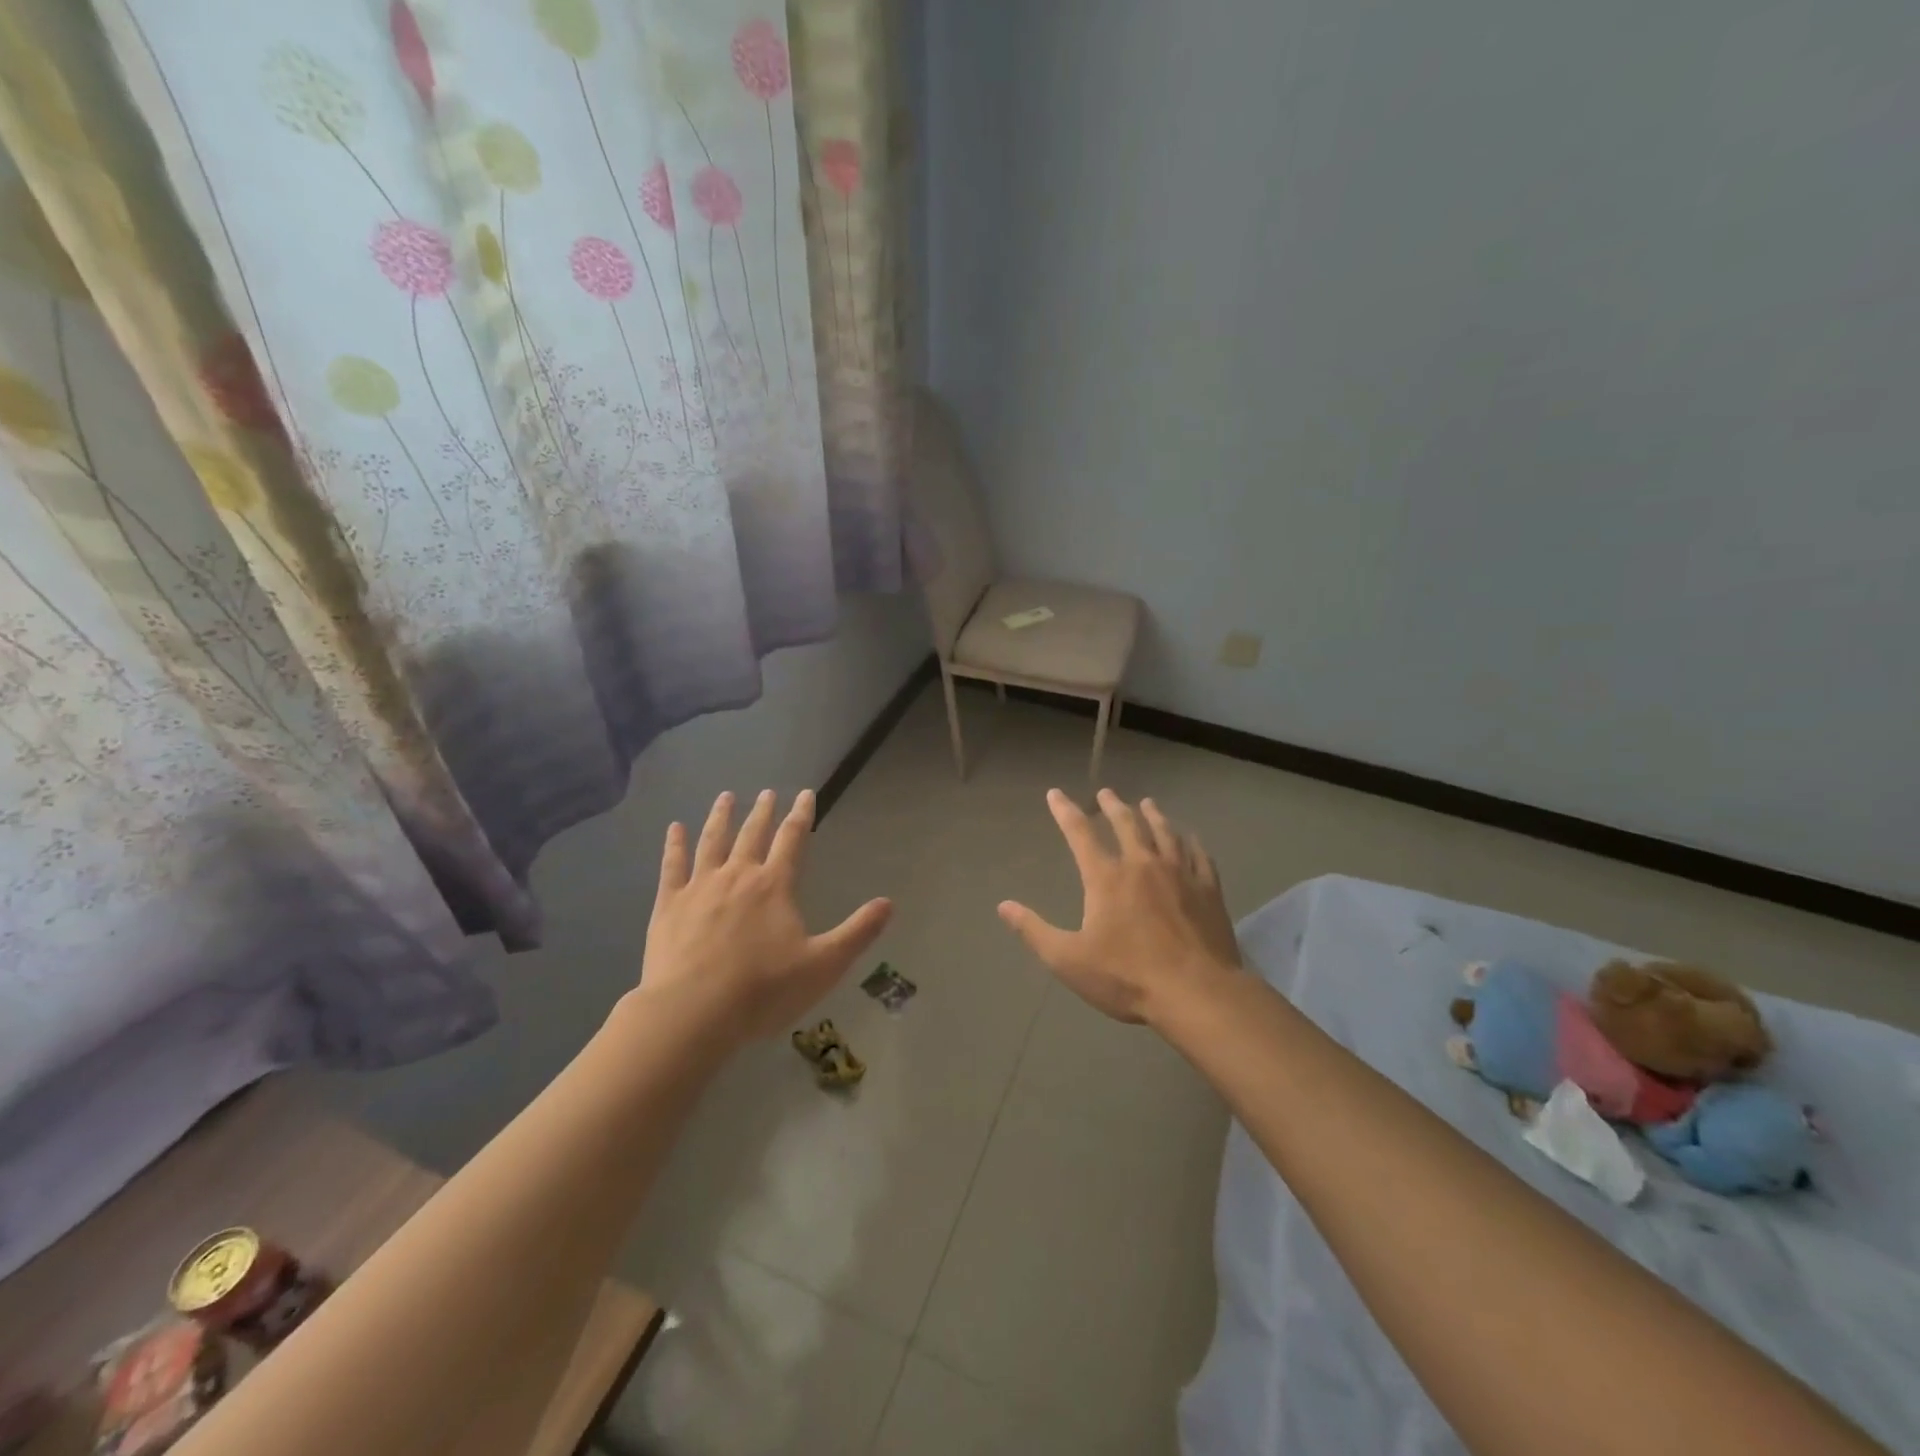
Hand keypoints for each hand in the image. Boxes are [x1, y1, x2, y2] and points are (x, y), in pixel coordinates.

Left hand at [641, 789, 891, 1043]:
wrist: (692, 1013)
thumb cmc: (763, 990)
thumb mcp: (823, 965)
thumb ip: (857, 932)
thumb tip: (888, 903)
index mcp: (774, 886)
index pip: (793, 839)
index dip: (802, 815)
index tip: (806, 793)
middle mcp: (738, 876)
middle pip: (752, 834)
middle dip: (763, 811)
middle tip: (767, 792)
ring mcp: (699, 888)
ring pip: (712, 842)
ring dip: (720, 817)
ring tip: (725, 797)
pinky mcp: (669, 906)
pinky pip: (672, 866)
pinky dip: (674, 845)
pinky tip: (675, 828)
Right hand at [998, 789, 1240, 1023]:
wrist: (1196, 993)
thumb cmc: (1127, 978)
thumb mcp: (1068, 960)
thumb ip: (1034, 931)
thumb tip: (1003, 906)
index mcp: (1106, 877)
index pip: (1079, 833)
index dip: (1064, 811)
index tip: (1055, 794)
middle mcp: (1142, 865)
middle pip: (1127, 823)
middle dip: (1113, 806)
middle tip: (1106, 793)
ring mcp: (1180, 874)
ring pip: (1165, 832)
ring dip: (1153, 815)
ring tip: (1147, 804)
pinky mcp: (1209, 889)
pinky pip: (1199, 855)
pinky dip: (1192, 841)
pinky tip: (1191, 838)